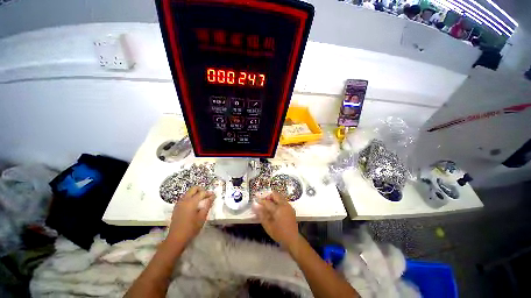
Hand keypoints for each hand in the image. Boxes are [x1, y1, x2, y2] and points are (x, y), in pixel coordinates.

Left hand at [167, 186, 214, 244]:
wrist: (176, 238)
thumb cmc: (191, 228)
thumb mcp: (202, 217)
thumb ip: (208, 205)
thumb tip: (213, 196)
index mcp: (191, 202)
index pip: (202, 192)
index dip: (209, 193)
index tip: (214, 196)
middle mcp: (184, 200)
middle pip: (193, 189)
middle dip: (201, 190)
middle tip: (207, 196)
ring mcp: (179, 203)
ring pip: (188, 192)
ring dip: (196, 193)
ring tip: (202, 200)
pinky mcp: (176, 207)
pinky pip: (185, 197)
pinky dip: (191, 197)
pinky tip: (194, 205)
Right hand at [252, 192, 298, 247]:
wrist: (293, 239)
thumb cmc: (279, 234)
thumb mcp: (268, 226)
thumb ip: (261, 215)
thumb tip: (255, 206)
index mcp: (278, 209)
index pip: (267, 202)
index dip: (260, 201)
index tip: (256, 200)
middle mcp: (284, 205)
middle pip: (275, 194)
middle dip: (268, 196)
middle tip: (263, 201)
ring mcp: (288, 206)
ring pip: (280, 196)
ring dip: (273, 198)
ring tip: (268, 204)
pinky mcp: (291, 208)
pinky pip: (283, 200)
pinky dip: (278, 201)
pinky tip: (274, 208)